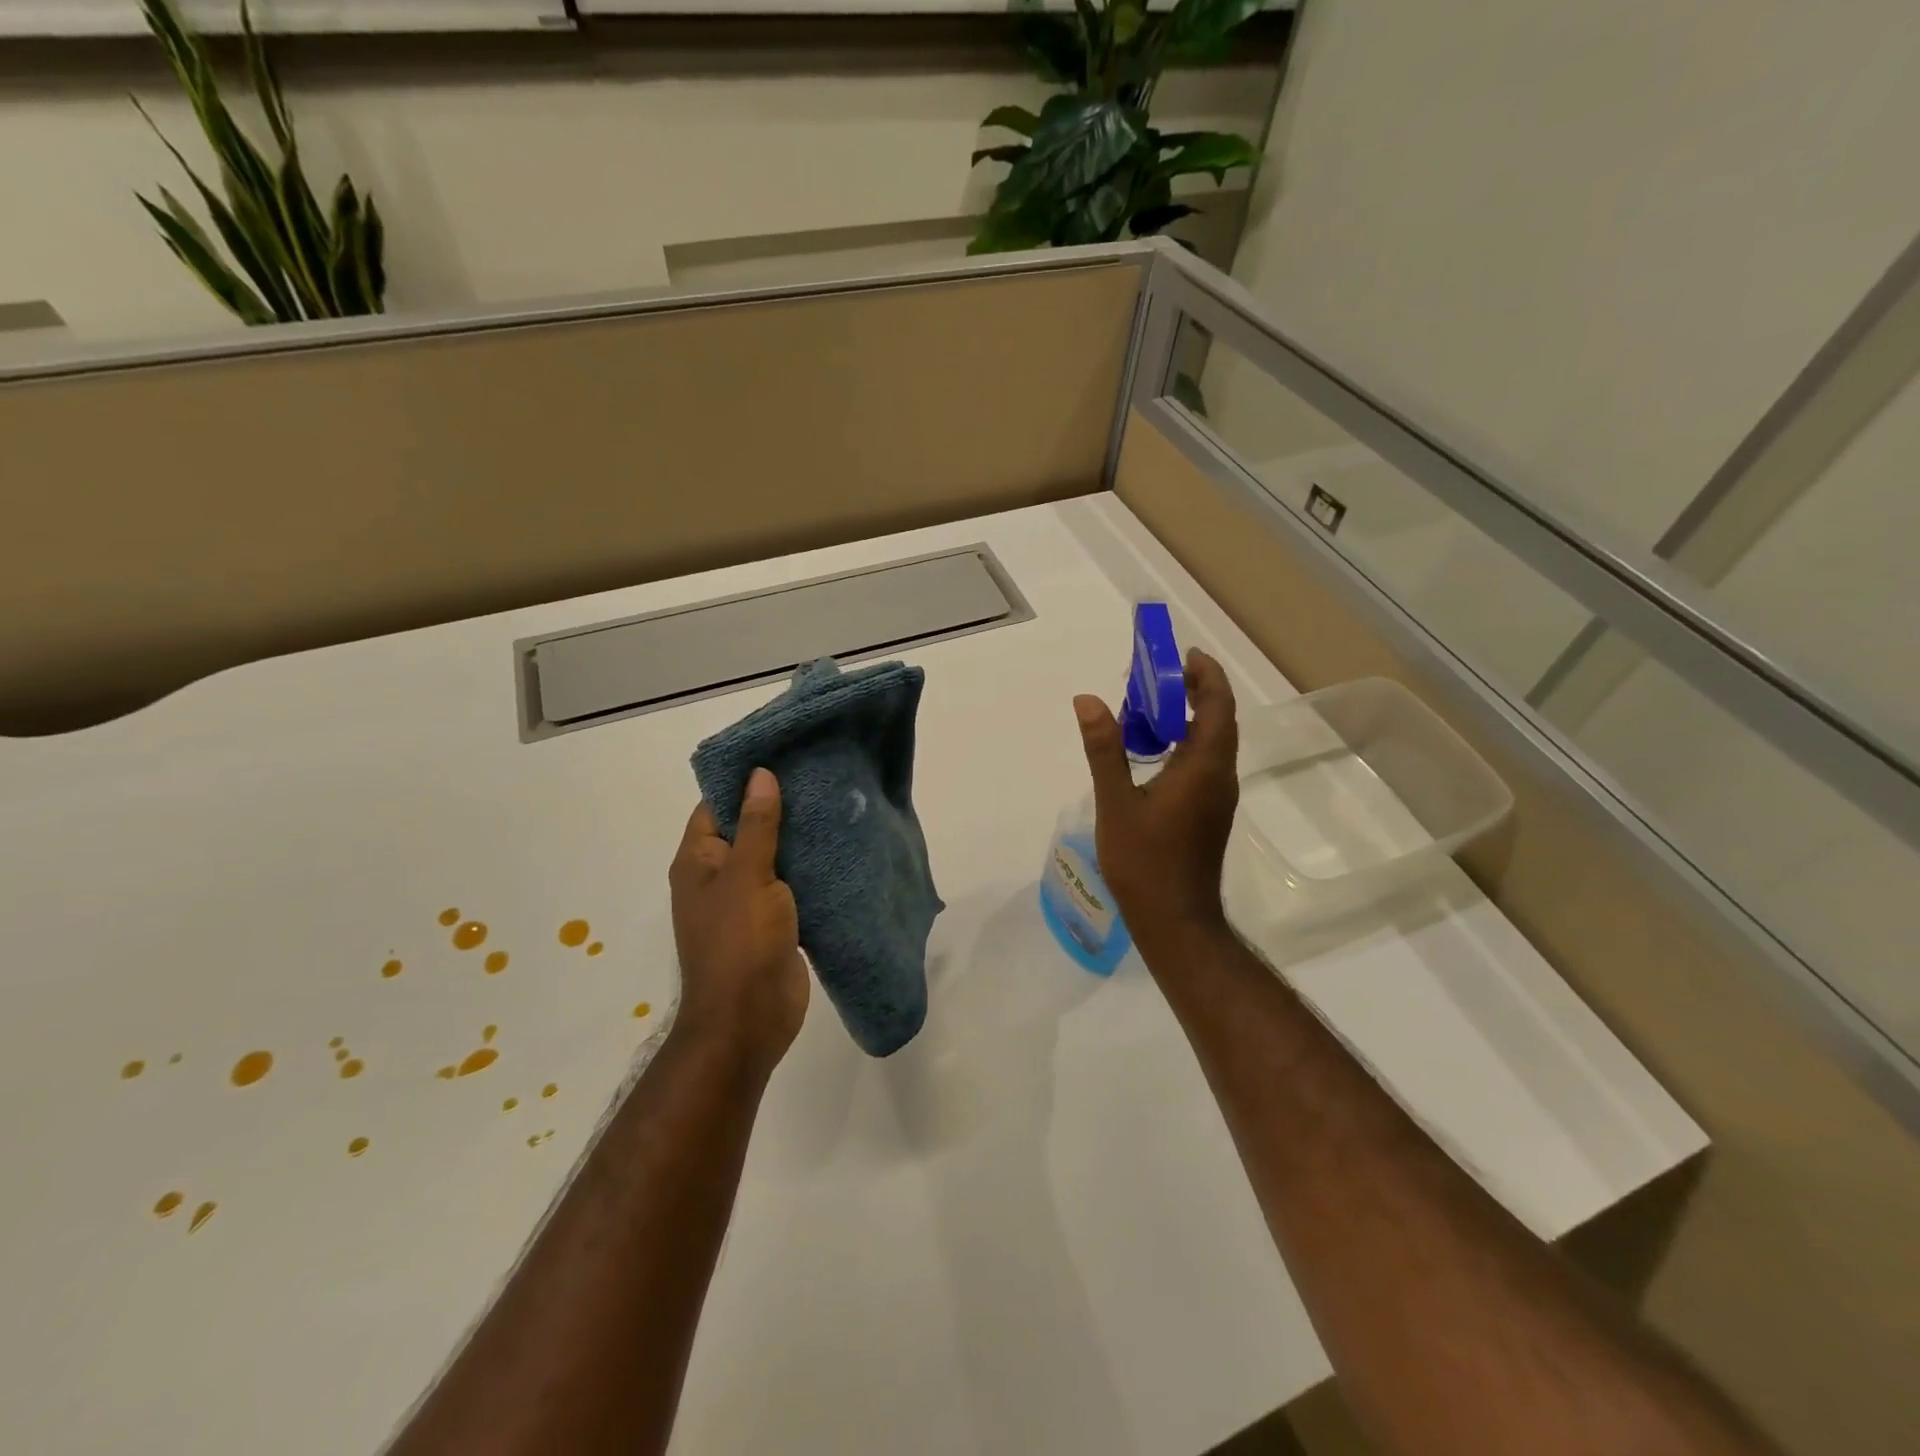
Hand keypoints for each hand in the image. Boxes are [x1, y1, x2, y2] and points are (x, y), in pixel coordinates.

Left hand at [669, 768, 809, 1075]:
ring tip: (836, 803)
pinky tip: (841, 848)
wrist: (749, 1020)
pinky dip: (810, 869)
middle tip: (819, 775)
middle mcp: (719, 877)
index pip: (716, 806)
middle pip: (746, 828)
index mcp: (699, 862)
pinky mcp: (775, 922)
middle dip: (778, 805)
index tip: (781, 755)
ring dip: (798, 837)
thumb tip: (759, 774)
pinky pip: (791, 885)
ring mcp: (747, 901)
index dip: (743, 780)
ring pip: (773, 857)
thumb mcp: (747, 876)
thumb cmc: (739, 943)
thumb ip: (757, 825)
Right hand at [1074, 648, 1239, 958]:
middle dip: (1196, 691)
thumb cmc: (1145, 861)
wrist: (1174, 920)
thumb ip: (1104, 749)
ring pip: (1212, 743)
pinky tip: (1153, 752)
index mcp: (1204, 767)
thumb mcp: (1116, 802)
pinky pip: (1204, 764)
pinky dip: (1184, 743)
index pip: (1218, 706)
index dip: (1206, 675)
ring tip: (1151, 707)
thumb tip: (1088, 700)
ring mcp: (1218, 797)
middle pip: (1218, 720)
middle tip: (1160, 675)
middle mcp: (1220, 777)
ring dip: (1189, 718)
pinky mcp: (1209, 813)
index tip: (1184, 655)